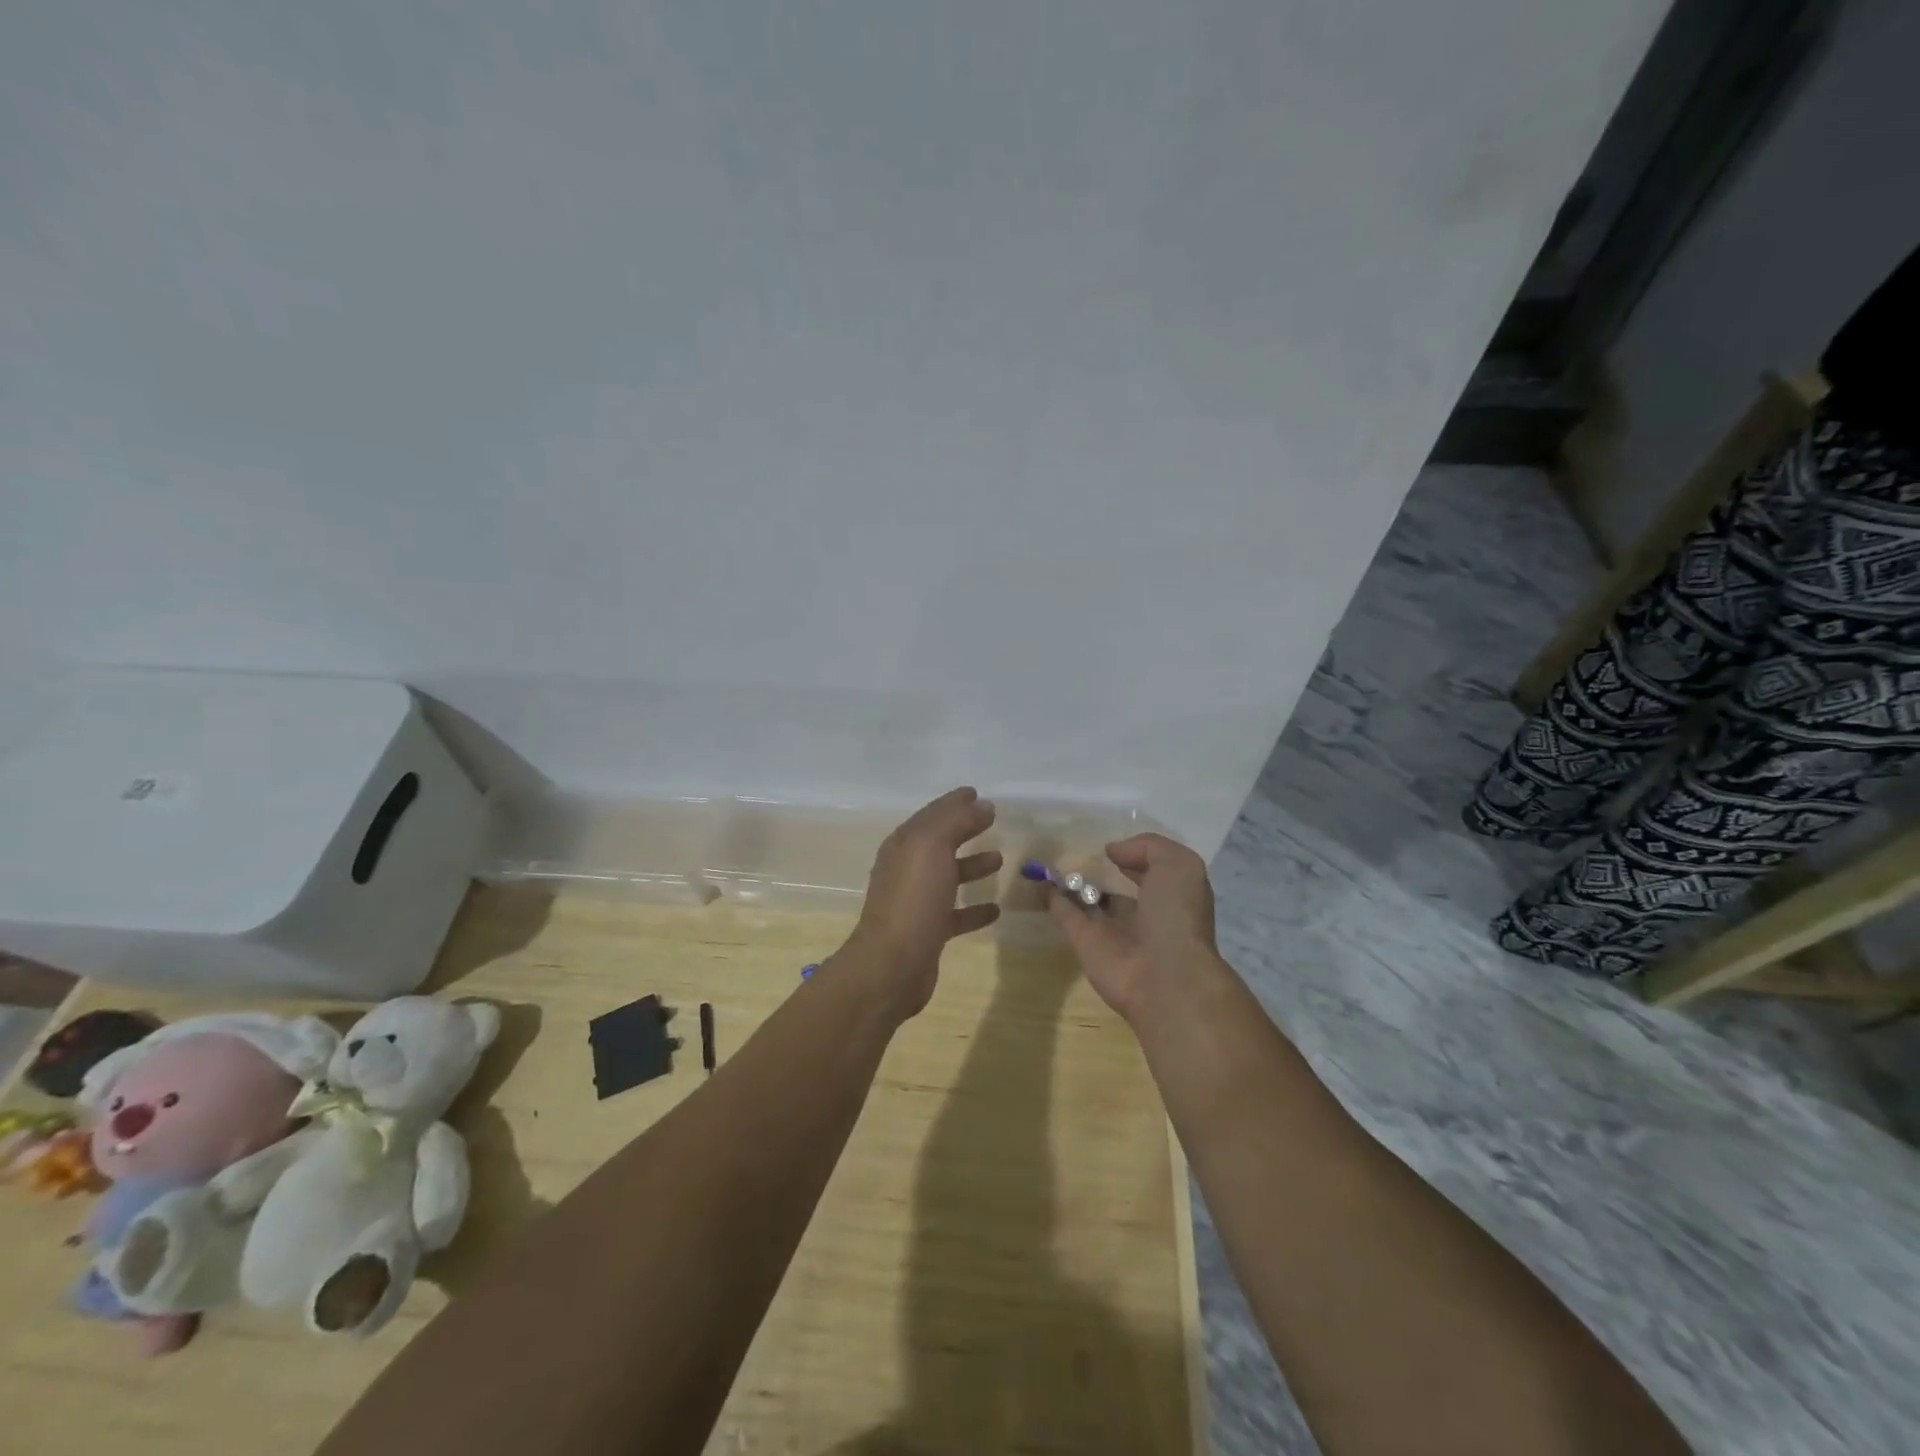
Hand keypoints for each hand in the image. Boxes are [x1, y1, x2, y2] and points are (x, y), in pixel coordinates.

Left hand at [840, 787, 1001, 1018]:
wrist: (893, 965)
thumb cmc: (913, 900)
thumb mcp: (933, 848)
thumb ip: (957, 821)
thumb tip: (982, 804)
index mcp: (904, 845)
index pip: (932, 814)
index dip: (954, 802)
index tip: (977, 793)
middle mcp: (907, 869)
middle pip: (940, 842)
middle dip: (964, 829)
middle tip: (992, 821)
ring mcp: (916, 901)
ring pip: (948, 876)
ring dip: (972, 866)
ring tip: (999, 859)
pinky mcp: (928, 931)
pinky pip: (955, 913)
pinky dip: (974, 908)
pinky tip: (996, 909)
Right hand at [1048, 833, 1217, 1020]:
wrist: (1165, 978)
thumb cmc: (1177, 915)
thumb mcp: (1178, 865)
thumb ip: (1147, 847)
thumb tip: (1113, 852)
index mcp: (1170, 895)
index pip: (1150, 869)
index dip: (1133, 854)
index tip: (1111, 843)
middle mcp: (1142, 912)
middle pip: (1116, 886)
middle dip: (1100, 868)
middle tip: (1077, 847)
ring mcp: (1112, 929)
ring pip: (1088, 900)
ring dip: (1071, 883)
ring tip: (1050, 858)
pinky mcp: (1085, 943)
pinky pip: (1066, 915)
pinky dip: (1052, 899)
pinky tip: (1039, 880)